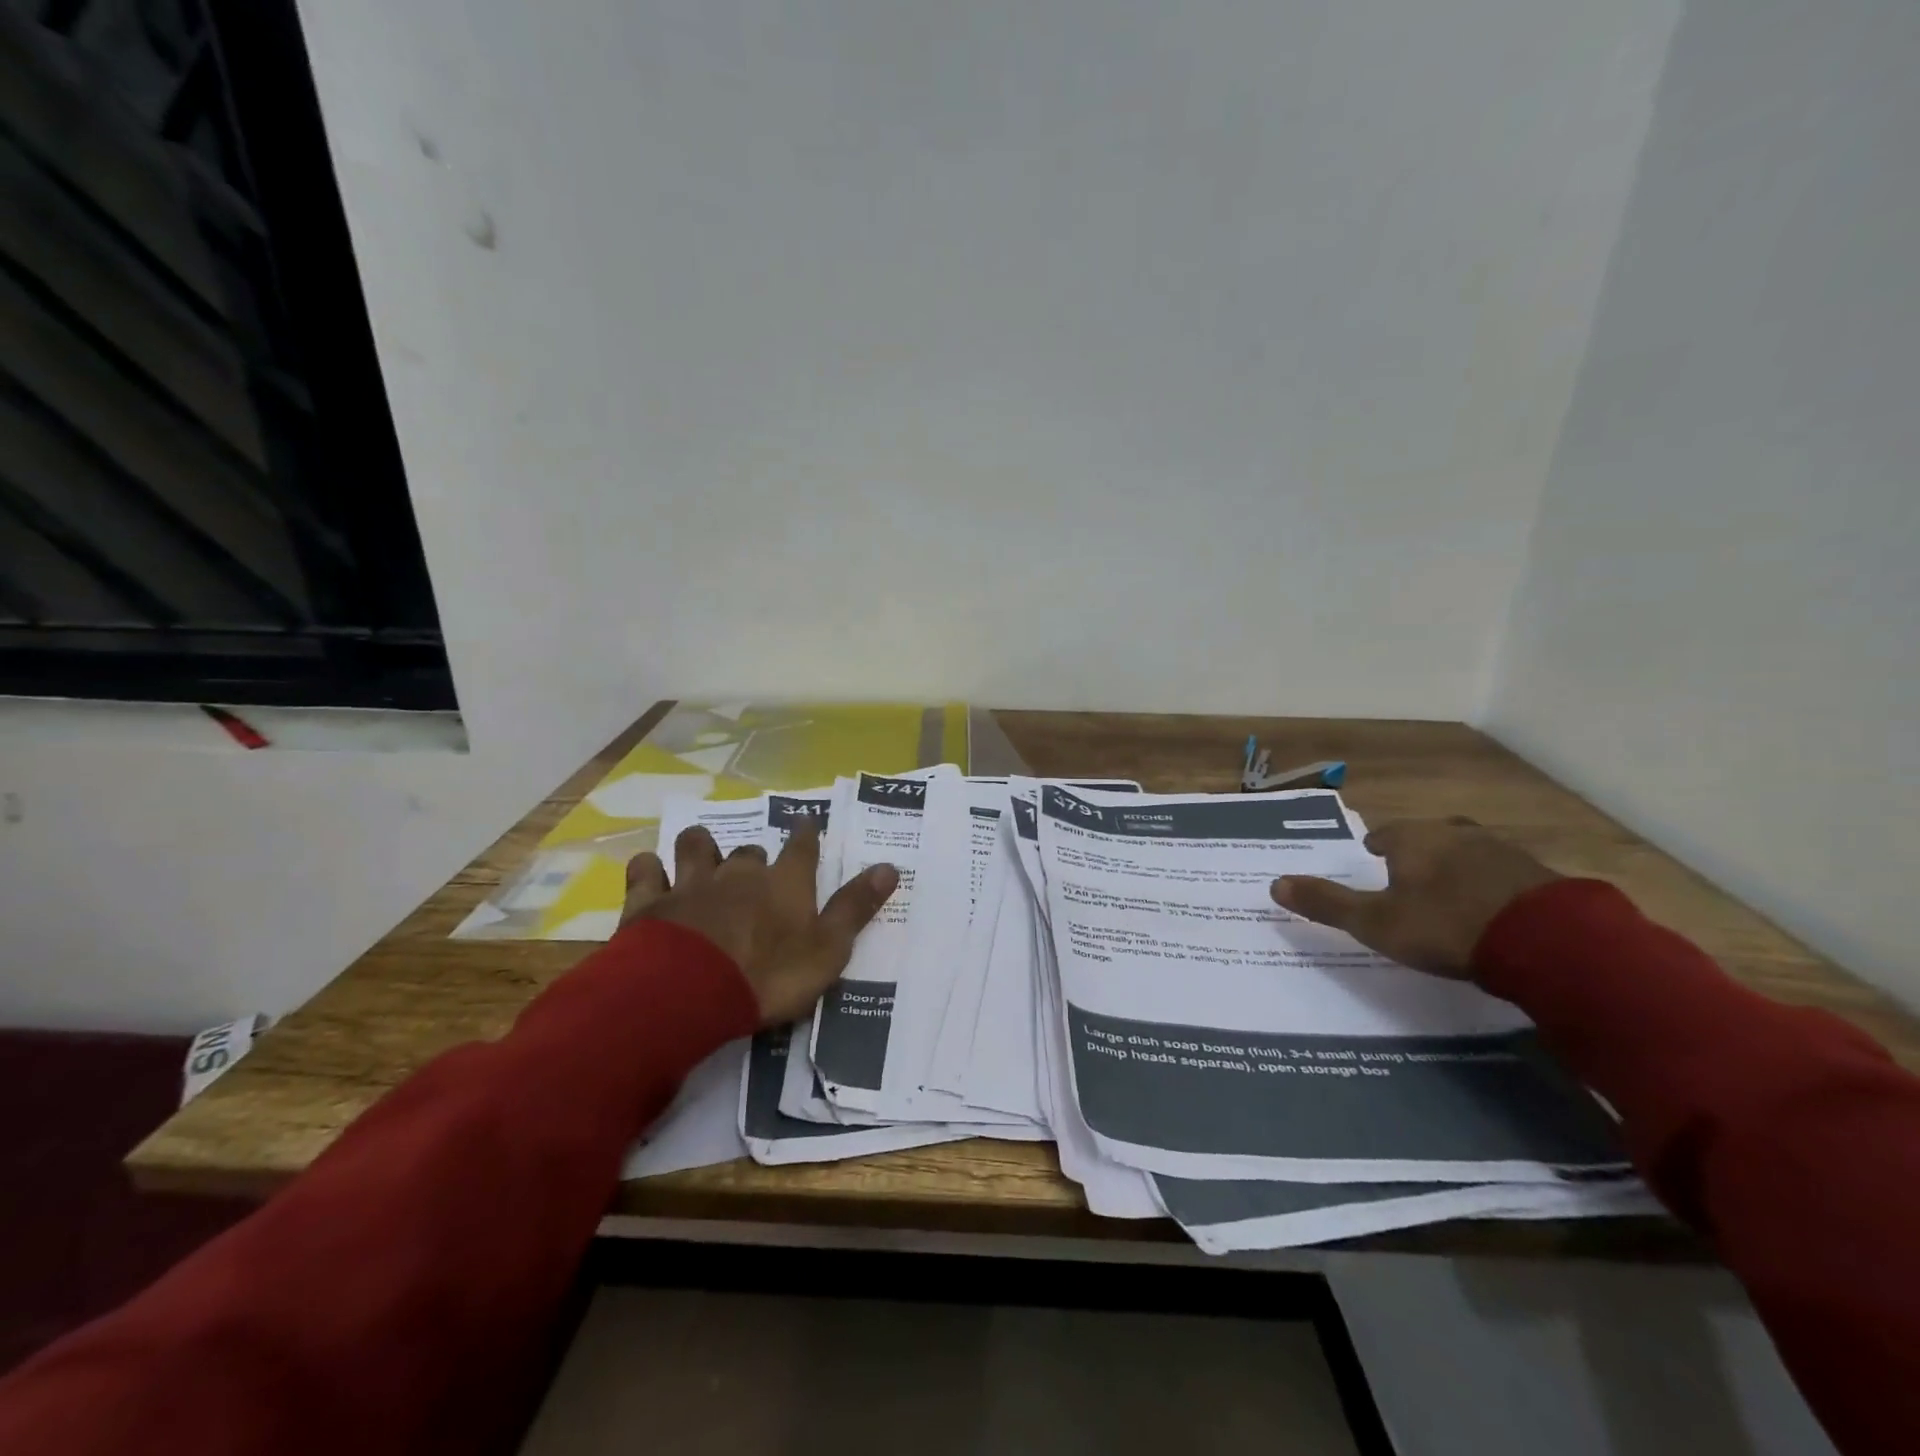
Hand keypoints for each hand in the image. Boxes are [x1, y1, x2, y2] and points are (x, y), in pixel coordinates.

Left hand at [621, 825, 897, 1025]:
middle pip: (749, 850)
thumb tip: (890, 867)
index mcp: (784, 884)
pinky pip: (645, 871)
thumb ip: (855, 908)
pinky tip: (649, 875)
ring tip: (700, 856)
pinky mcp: (649, 902)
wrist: (687, 993)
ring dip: (700, 847)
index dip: (806, 834)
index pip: (802, 848)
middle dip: (752, 855)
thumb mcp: (827, 950)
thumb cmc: (768, 975)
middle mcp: (739, 873)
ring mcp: (691, 884)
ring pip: (695, 846)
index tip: (807, 822)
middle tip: (754, 870)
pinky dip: (648, 870)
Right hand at [1270, 817, 1559, 979]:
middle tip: (1409, 881)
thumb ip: (1327, 903)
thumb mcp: (1375, 922)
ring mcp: (1502, 851)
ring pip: (1467, 853)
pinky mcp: (1539, 876)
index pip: (1385, 835)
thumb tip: (1274, 884)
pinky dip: (1491, 888)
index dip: (1376, 851)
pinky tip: (1491, 912)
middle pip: (1428, 838)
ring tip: (1449, 897)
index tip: (1372, 864)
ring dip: (1456, 870)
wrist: (1548, 942)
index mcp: (1413, 839)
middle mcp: (1455, 834)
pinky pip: (1503, 876)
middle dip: (1417, 856)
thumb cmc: (1445, 925)